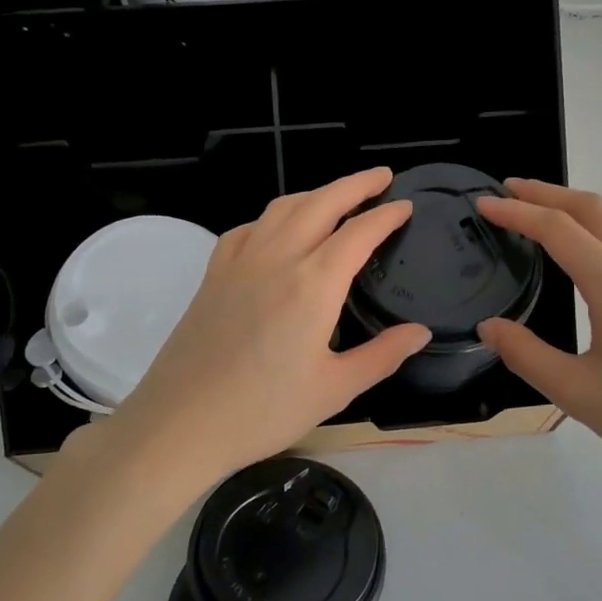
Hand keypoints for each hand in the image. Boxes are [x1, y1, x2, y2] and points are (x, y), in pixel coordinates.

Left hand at [103, 167, 430, 486]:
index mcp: (313, 285)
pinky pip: (247, 229)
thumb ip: (383, 355)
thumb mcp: (335, 389)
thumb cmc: (264, 411)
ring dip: (315, 194)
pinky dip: (273, 218)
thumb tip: (421, 331)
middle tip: (382, 177)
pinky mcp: (213, 275)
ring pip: (282, 208)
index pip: (358, 233)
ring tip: (337, 197)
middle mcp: (277, 259)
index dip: (386, 215)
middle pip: (321, 203)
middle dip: (355, 184)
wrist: (181, 423)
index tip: (406, 206)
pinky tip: (278, 231)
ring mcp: (239, 262)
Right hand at [474, 179, 601, 495]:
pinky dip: (599, 228)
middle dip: (547, 192)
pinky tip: (587, 254)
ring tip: (544, 212)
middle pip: (592, 208)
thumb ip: (525, 354)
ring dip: (577, 206)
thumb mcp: (576, 392)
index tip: (483, 203)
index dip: (517, 211)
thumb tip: (489, 326)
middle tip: (508, 189)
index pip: (557, 228)